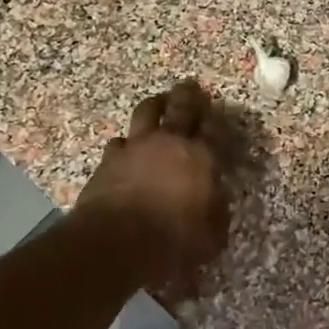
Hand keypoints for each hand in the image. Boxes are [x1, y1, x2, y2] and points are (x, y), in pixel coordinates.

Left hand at [77, 79, 229, 298]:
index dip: (219, 121)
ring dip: (155, 105)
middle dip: (188, 95)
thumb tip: (218, 204)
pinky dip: (126, 142)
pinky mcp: (109, 158)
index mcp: (201, 157)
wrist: (114, 242)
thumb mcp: (209, 239)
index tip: (219, 116)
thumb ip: (216, 215)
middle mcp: (170, 142)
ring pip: (146, 112)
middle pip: (181, 107)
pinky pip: (119, 141)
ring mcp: (136, 146)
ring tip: (158, 102)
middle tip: (190, 86)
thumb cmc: (171, 241)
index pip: (215, 130)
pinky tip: (126, 147)